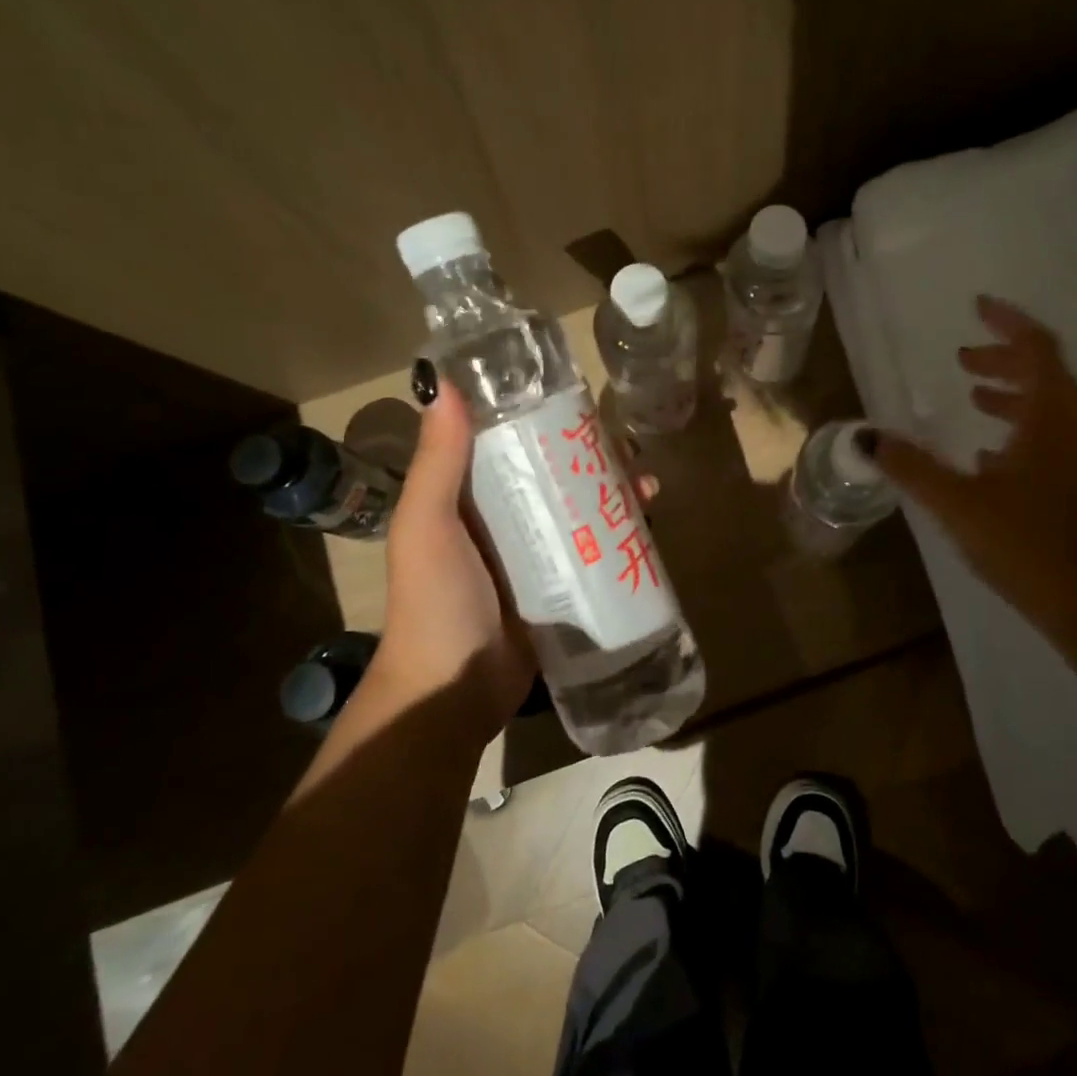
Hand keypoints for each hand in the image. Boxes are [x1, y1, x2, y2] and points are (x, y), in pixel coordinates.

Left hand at [356, 387, 661, 742]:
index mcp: (467, 497)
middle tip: (627, 447)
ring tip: (648, 483)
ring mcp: (535, 554)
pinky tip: (649, 523)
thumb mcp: (427, 526)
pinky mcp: (561, 586)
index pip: (508, 442)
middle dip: (591, 457)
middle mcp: (503, 519)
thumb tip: (444, 384)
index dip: (541, 418)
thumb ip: (438, 462)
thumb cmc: (435, 601)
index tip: (577, 400)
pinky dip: (620, 534)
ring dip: (614, 492)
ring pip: (580, 509)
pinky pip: (594, 550)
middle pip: (554, 473)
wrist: (451, 691)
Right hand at [873, 295, 1076, 644]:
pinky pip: (1051, 441)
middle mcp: (1075, 432)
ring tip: (974, 398)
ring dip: (1013, 395)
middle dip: (1005, 359)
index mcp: (1052, 421)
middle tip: (963, 360)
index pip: (1040, 350)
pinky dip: (1020, 431)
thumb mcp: (959, 504)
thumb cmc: (1030, 546)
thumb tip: (866, 436)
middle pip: (1047, 375)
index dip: (1009, 324)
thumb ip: (912, 468)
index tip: (978, 307)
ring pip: (1050, 410)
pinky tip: (990, 460)